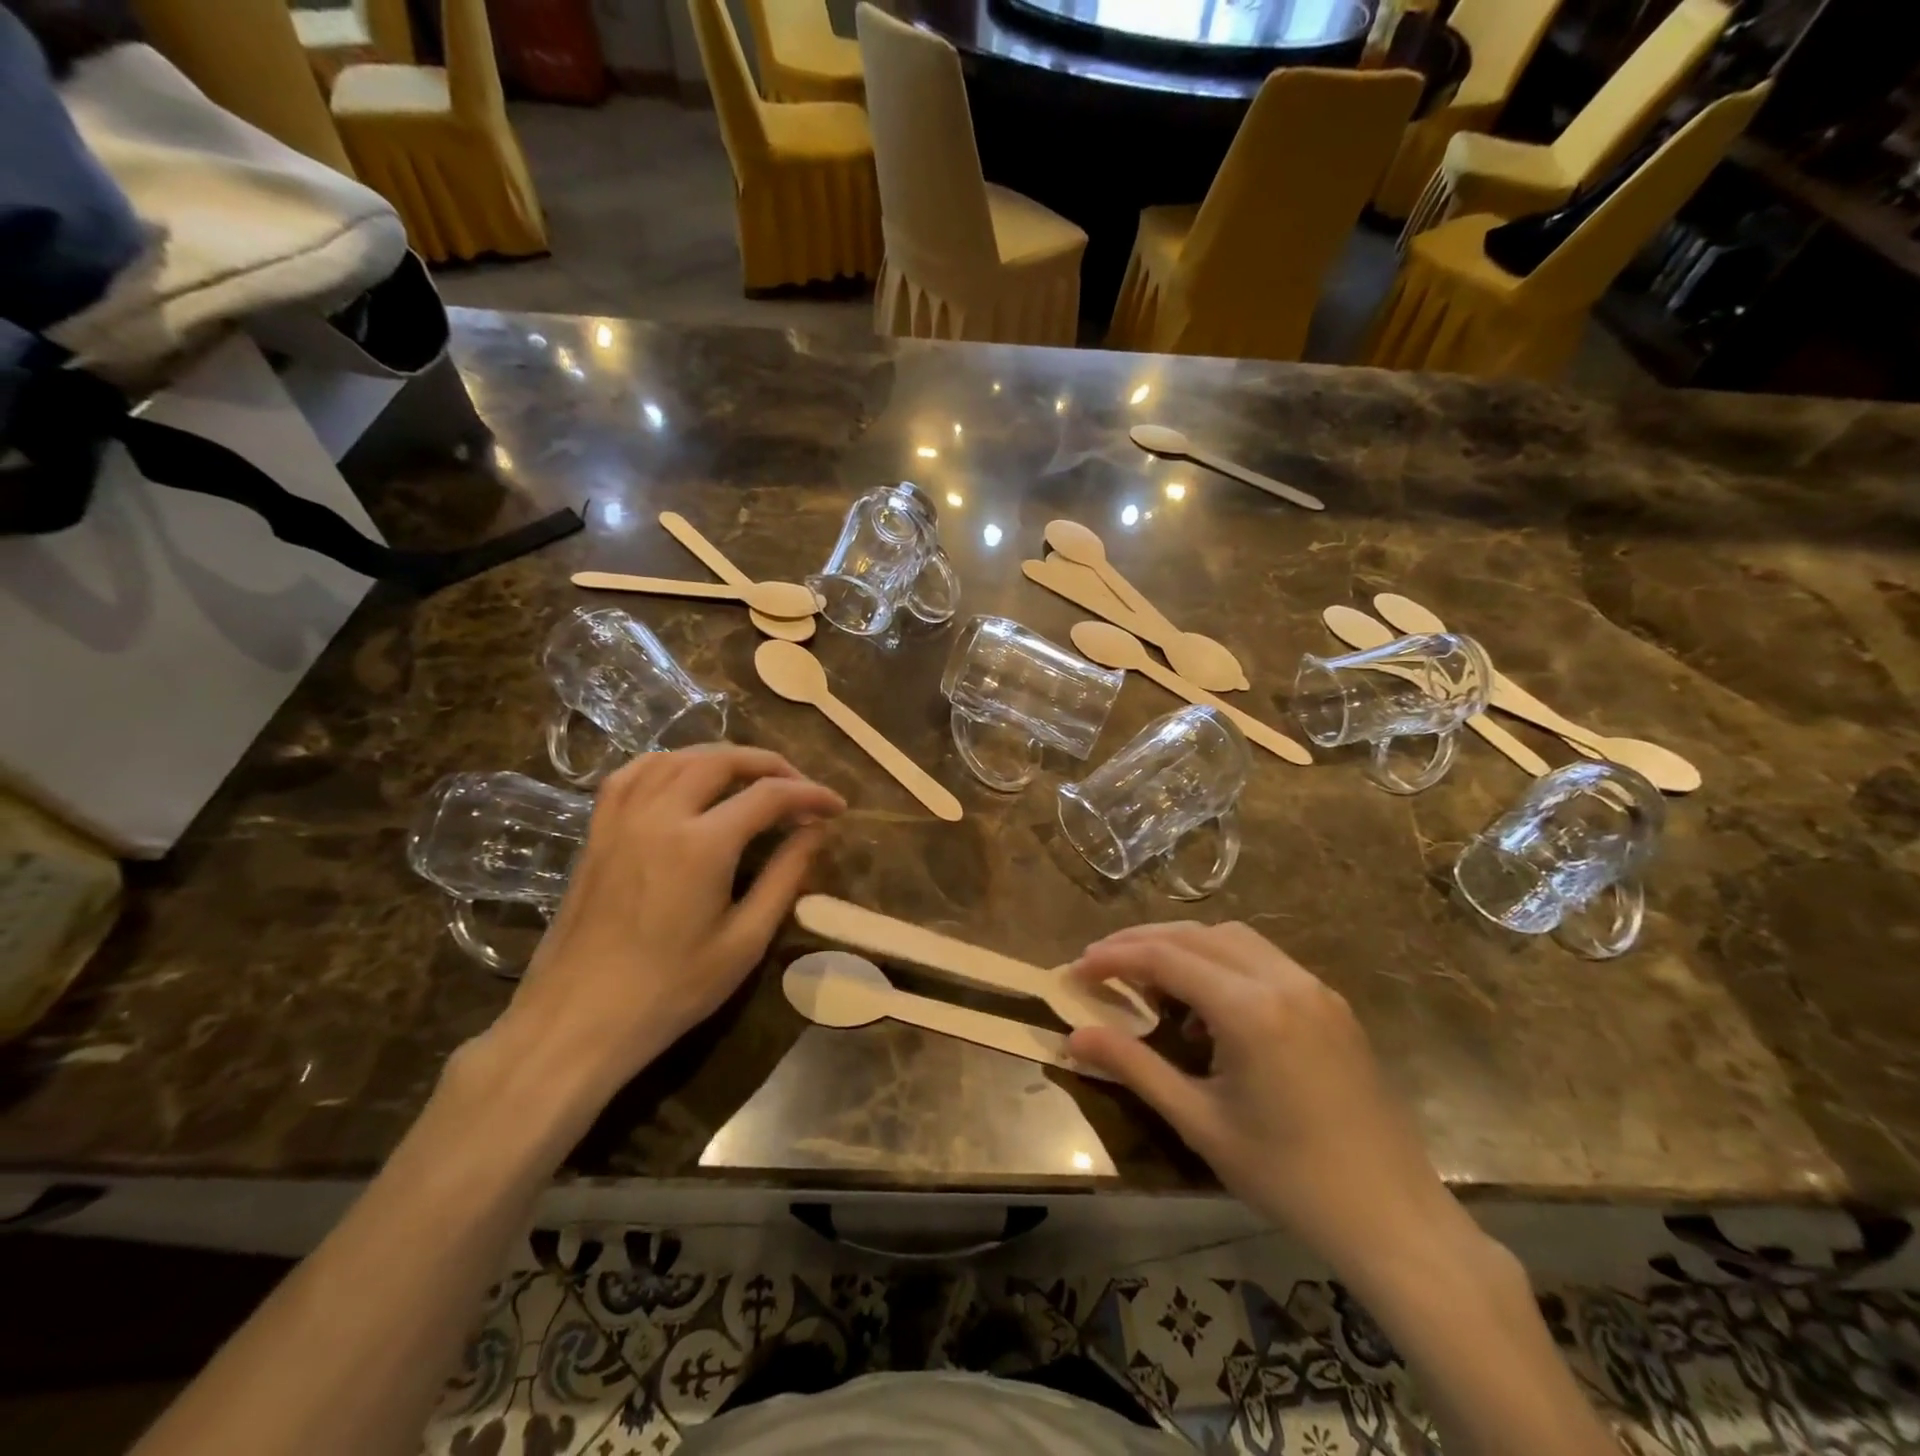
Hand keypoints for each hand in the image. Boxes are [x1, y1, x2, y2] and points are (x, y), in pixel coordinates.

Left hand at [488, 746, 843, 1104]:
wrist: (577, 1021)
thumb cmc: (671, 990)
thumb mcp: (744, 941)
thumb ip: (785, 877)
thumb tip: (817, 831)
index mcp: (703, 844)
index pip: (770, 795)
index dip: (811, 794)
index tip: (837, 807)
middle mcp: (661, 814)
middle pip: (723, 761)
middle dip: (771, 765)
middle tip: (800, 788)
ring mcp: (622, 819)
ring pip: (678, 758)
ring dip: (723, 758)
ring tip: (752, 778)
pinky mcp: (598, 831)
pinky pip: (633, 774)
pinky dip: (669, 763)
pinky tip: (685, 776)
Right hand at [1067, 923, 1465, 1281]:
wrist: (1395, 1220)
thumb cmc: (1289, 1178)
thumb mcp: (1199, 1123)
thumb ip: (1134, 1067)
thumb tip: (1074, 1037)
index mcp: (1250, 1009)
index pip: (1165, 957)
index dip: (1114, 958)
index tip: (1075, 970)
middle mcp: (1283, 981)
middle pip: (1195, 935)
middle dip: (1142, 941)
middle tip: (1099, 962)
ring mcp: (1314, 988)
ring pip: (1231, 938)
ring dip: (1183, 944)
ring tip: (1147, 975)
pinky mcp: (1331, 1004)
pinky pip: (1263, 959)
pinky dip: (1221, 961)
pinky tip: (1206, 1000)